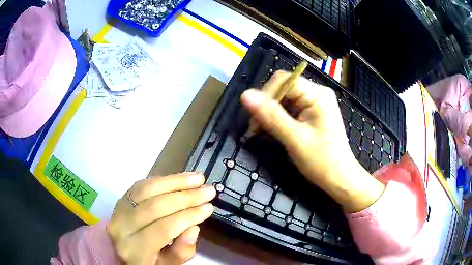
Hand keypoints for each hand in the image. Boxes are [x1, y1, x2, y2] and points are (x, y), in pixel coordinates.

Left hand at [107, 172, 215, 264]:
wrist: (126, 250)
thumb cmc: (150, 262)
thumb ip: (181, 252)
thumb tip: (193, 228)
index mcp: (134, 250)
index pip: (163, 229)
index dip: (187, 217)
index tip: (209, 208)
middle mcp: (121, 228)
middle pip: (155, 207)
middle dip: (185, 197)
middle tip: (208, 191)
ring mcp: (118, 211)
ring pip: (147, 190)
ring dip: (175, 182)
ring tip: (198, 178)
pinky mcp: (120, 199)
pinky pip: (142, 185)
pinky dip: (163, 180)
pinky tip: (180, 178)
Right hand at [240, 71, 384, 212]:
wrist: (339, 178)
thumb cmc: (321, 161)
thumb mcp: (295, 139)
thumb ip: (271, 115)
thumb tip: (245, 95)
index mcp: (317, 94)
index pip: (283, 81)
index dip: (265, 95)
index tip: (254, 118)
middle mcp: (317, 93)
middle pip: (283, 87)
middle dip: (267, 104)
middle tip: (256, 127)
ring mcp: (315, 103)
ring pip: (284, 98)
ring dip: (270, 112)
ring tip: (263, 130)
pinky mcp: (312, 113)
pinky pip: (289, 108)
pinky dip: (278, 117)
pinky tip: (274, 129)